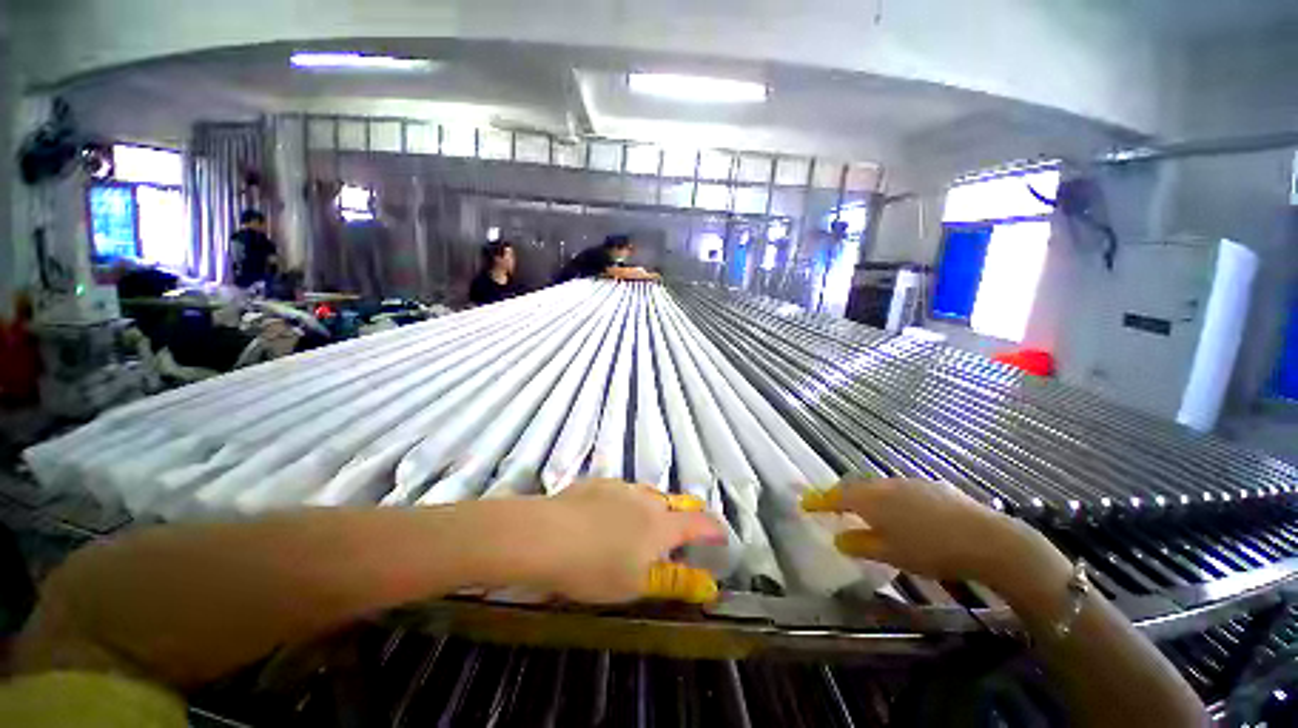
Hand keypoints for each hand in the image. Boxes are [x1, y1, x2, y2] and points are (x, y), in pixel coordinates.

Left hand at [528, 479, 723, 602]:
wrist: (546, 535)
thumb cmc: (595, 567)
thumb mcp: (637, 584)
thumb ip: (675, 581)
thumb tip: (709, 584)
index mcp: (661, 525)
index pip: (699, 523)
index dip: (714, 529)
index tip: (722, 538)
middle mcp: (646, 499)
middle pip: (676, 502)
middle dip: (687, 515)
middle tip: (685, 530)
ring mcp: (621, 487)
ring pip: (648, 494)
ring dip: (655, 508)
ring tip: (646, 524)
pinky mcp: (598, 483)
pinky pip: (622, 491)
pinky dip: (627, 503)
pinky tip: (610, 515)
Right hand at [802, 477, 1032, 582]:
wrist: (987, 539)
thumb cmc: (931, 549)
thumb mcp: (891, 554)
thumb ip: (860, 545)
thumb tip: (838, 539)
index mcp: (871, 499)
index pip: (836, 496)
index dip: (818, 501)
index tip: (804, 504)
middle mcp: (885, 485)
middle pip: (855, 487)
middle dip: (840, 496)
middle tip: (830, 506)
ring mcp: (909, 483)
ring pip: (877, 487)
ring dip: (864, 497)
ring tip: (862, 510)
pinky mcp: (931, 487)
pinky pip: (897, 490)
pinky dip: (887, 499)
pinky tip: (899, 512)